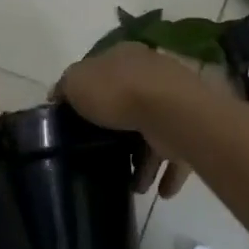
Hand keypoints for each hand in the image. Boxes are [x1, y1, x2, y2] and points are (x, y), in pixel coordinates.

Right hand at [56, 43, 199, 198]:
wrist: (169, 110)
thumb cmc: (117, 91)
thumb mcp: (77, 82)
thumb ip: (66, 88)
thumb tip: (58, 96)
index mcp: (124, 56)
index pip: (104, 72)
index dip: (91, 94)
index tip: (79, 122)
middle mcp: (151, 74)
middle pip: (129, 104)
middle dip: (119, 134)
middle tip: (105, 158)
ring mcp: (173, 101)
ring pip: (154, 132)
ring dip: (145, 160)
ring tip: (134, 185)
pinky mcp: (189, 128)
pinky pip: (177, 154)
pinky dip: (168, 173)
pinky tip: (159, 191)